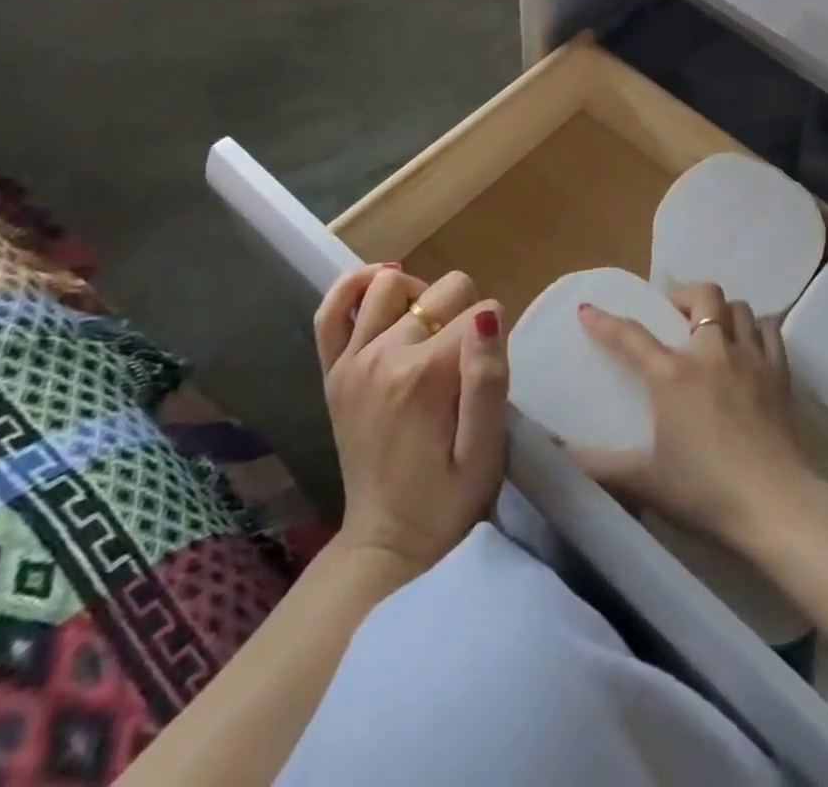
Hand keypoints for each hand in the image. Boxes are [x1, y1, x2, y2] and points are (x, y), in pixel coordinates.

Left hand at [312, 265, 507, 572]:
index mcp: (425, 375)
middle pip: (443, 290)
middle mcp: (382, 356)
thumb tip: (489, 312)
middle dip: (465, 313)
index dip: (495, 336)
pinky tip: (381, 288)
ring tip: (432, 330)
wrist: (388, 542)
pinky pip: (332, 309)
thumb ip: (489, 378)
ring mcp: (350, 361)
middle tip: (464, 363)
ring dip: (420, 298)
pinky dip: (354, 286)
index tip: (488, 375)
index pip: (480, 311)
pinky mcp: (333, 372)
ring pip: (390, 285)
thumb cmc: (450, 497)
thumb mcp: (486, 448)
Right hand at [573, 283, 823, 553]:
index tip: (588, 310)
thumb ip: (600, 467)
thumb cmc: (705, 491)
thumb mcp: (644, 482)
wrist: (775, 503)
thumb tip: (561, 455)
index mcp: (673, 375)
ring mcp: (751, 358)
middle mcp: (712, 353)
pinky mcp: (780, 372)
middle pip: (703, 295)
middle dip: (684, 295)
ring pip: (739, 307)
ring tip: (712, 330)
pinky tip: (748, 347)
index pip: (631, 336)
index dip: (605, 321)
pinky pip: (769, 331)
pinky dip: (755, 329)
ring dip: (722, 311)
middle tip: (672, 315)